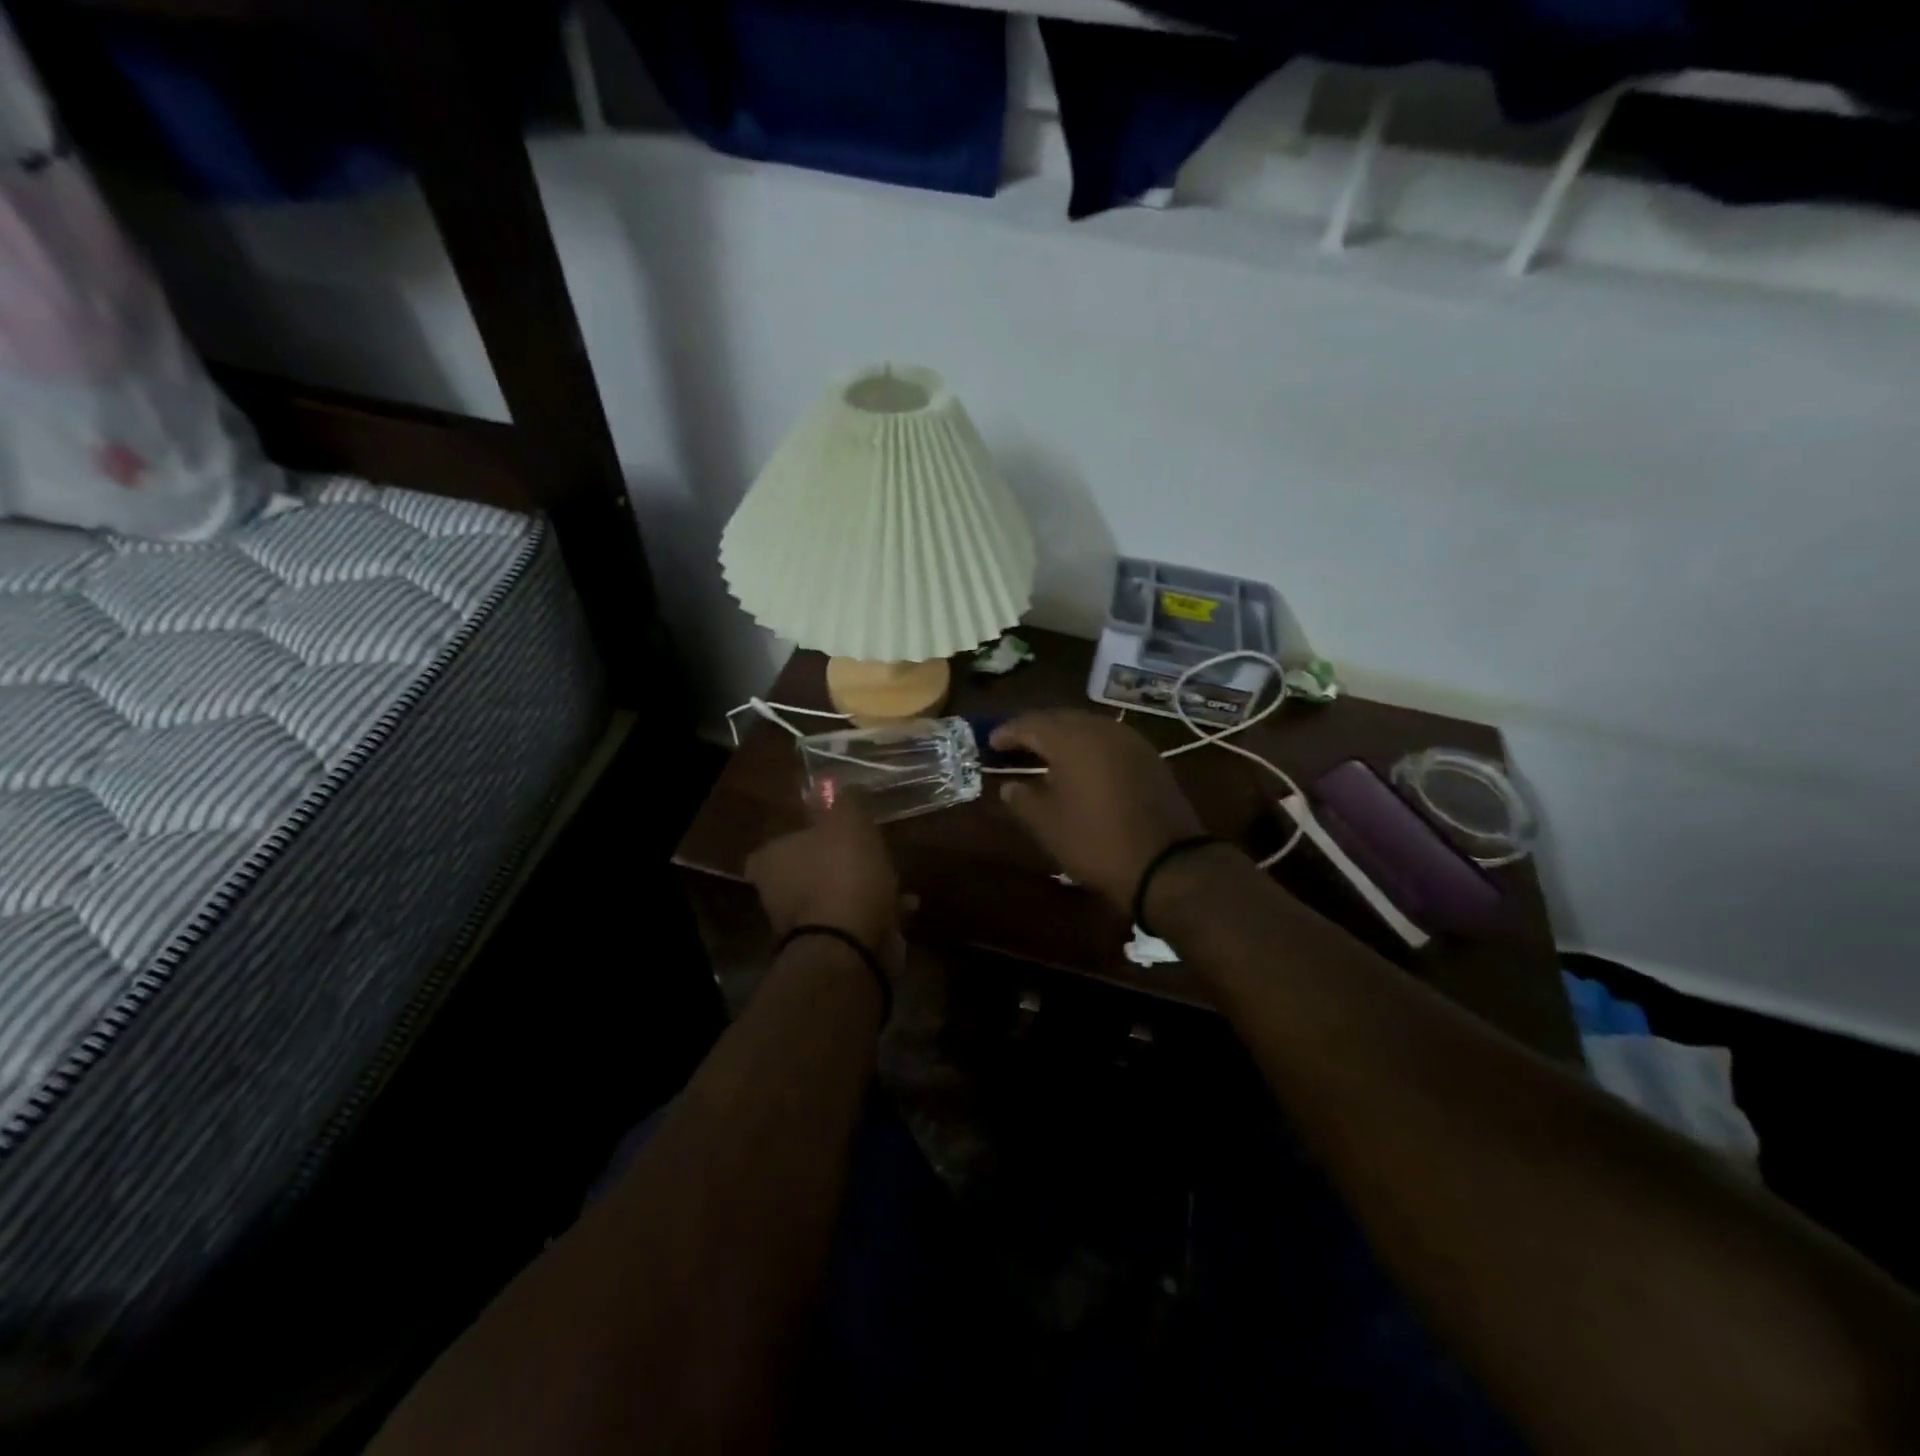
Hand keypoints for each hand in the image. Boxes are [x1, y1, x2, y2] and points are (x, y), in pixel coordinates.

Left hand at [746, 798, 905, 969]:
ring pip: (833, 897)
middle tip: (866, 852)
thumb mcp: (848, 820)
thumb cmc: (843, 872)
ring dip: (861, 888)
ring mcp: (803, 927)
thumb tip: (843, 787)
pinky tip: (906, 905)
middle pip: (805, 872)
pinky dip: (878, 912)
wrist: (851, 945)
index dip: (801, 836)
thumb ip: (846, 801)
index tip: (827, 831)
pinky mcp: (831, 949)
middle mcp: (777, 895)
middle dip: (835, 864)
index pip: (775, 845)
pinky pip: (856, 921)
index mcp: (771, 861)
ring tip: (894, 878)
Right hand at [990, 710, 1204, 910]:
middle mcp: (1101, 729)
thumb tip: (1009, 785)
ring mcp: (1129, 740)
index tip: (990, 742)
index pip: (1031, 724)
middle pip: (1060, 718)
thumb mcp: (1048, 825)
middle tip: (1014, 745)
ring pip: (1087, 725)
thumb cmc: (1096, 843)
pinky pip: (1108, 739)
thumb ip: (1023, 799)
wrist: (1167, 863)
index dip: (1008, 731)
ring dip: (1063, 735)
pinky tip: (1080, 764)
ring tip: (1044, 753)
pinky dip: (1087, 745)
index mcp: (1072, 740)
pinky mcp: (1148, 756)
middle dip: (1035, 729)